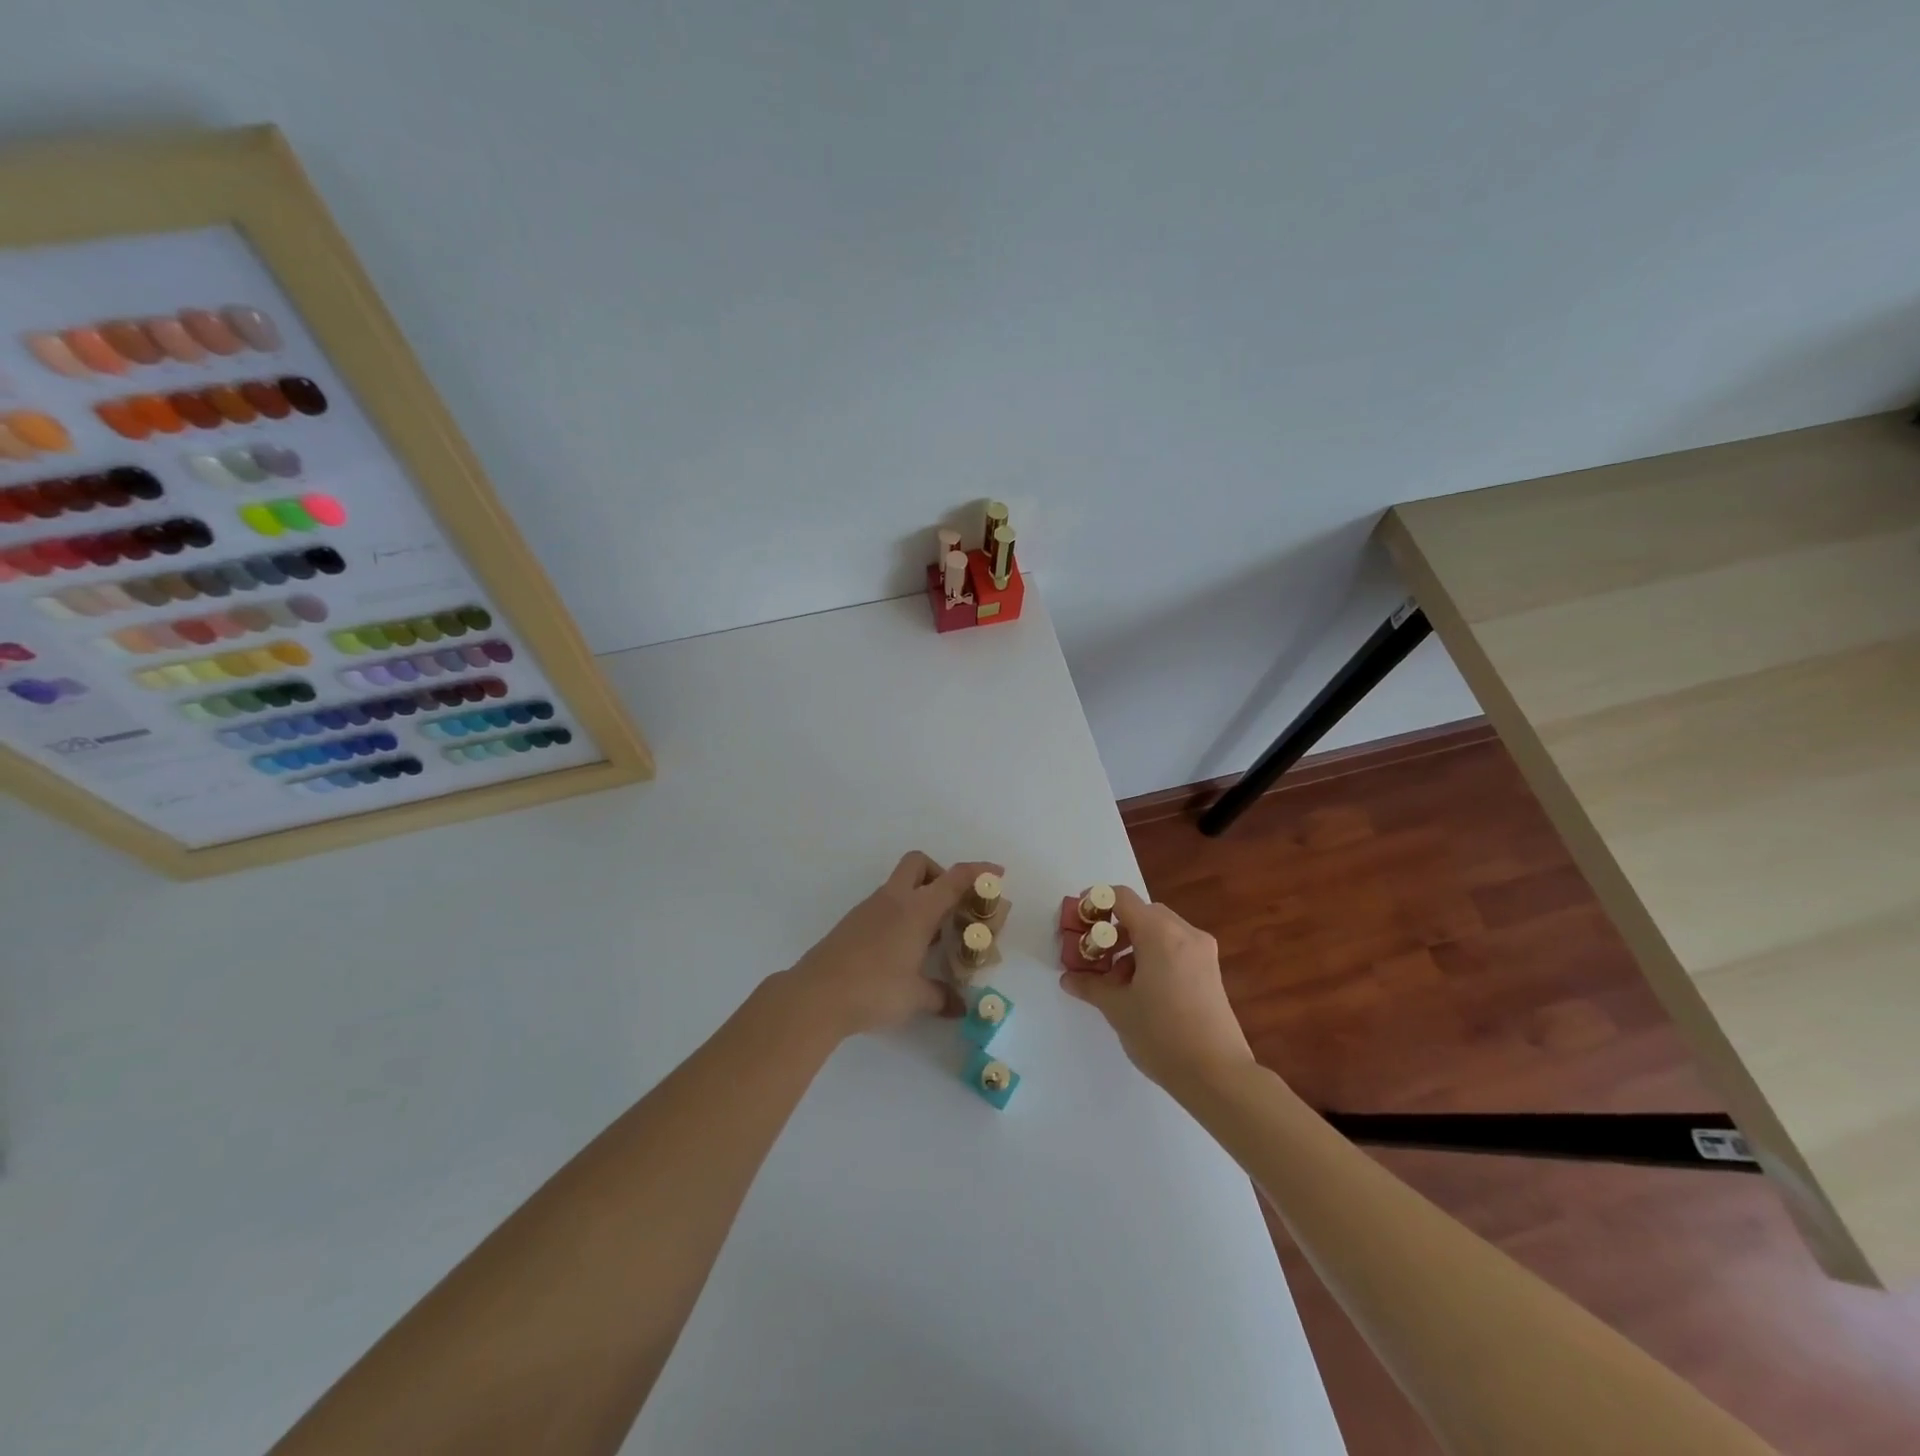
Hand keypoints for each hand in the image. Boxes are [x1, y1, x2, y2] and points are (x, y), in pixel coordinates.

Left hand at [784, 851, 1003, 1039]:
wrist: (816, 995)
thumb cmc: (874, 989)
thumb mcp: (915, 997)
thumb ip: (941, 997)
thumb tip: (961, 1008)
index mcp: (916, 909)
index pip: (953, 879)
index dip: (978, 872)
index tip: (996, 874)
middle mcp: (894, 900)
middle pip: (919, 864)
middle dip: (940, 875)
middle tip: (952, 905)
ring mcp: (869, 909)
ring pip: (900, 886)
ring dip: (920, 898)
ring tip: (932, 936)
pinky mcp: (853, 923)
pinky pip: (885, 906)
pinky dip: (901, 915)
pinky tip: (903, 949)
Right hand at [1059, 885, 1253, 1088]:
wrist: (1218, 1075)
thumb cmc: (1161, 1034)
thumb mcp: (1117, 1008)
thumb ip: (1090, 985)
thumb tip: (1069, 978)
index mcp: (1160, 933)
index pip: (1121, 898)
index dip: (1095, 902)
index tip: (1078, 921)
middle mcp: (1184, 933)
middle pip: (1142, 912)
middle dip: (1113, 928)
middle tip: (1093, 954)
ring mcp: (1202, 952)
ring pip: (1160, 931)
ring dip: (1133, 944)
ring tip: (1115, 979)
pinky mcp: (1211, 971)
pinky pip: (1176, 948)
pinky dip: (1153, 955)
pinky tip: (1141, 989)